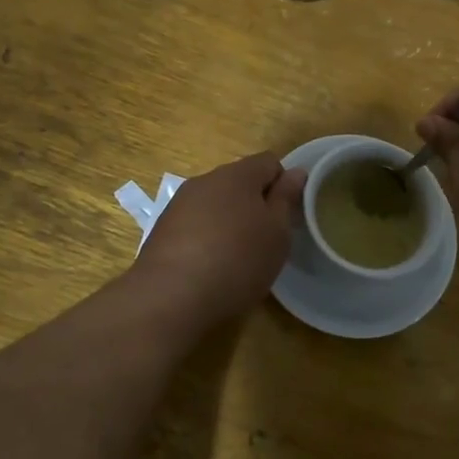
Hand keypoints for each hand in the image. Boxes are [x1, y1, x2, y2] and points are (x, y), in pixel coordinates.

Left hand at [133, 152, 306, 325]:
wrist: (170, 296)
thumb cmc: (237, 260)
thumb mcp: (277, 232)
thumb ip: (286, 198)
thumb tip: (296, 172)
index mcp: (237, 174)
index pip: (269, 162)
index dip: (283, 185)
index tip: (287, 216)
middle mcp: (205, 180)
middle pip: (240, 182)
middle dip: (256, 204)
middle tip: (267, 240)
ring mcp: (179, 204)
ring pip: (216, 204)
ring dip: (230, 221)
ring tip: (238, 257)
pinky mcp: (162, 230)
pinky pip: (195, 224)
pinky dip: (207, 238)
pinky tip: (210, 267)